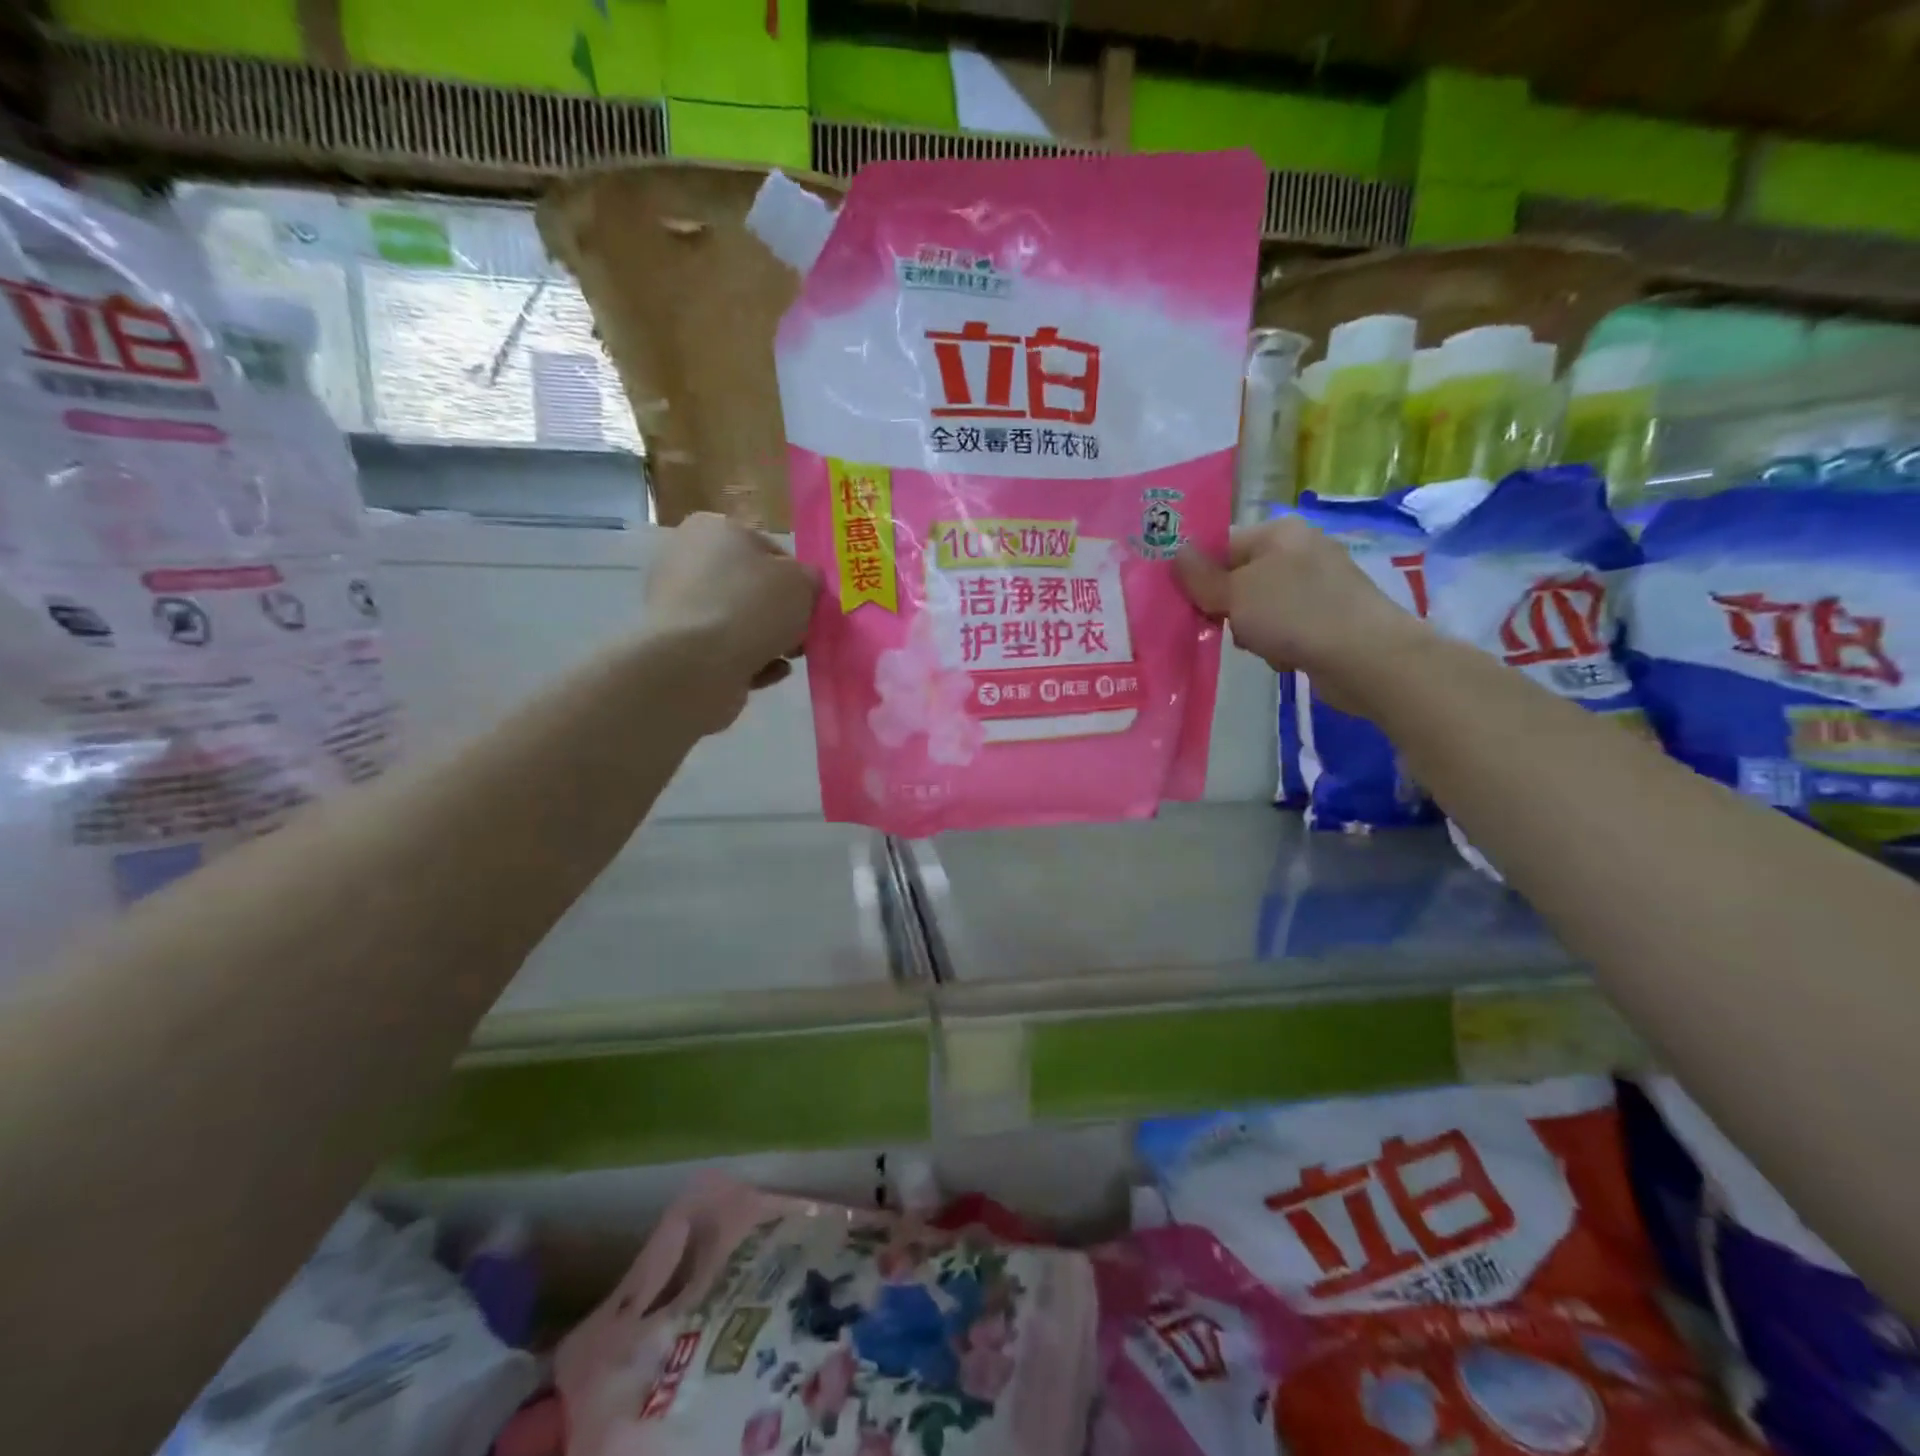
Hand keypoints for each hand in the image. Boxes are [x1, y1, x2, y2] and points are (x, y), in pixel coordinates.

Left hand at [646, 513, 821, 730]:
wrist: (696, 664)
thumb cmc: (751, 607)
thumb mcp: (802, 582)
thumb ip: (810, 579)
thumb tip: (806, 584)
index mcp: (714, 528)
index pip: (768, 549)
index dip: (796, 578)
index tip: (812, 605)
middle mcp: (687, 559)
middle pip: (750, 587)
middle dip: (780, 613)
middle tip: (804, 634)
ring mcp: (677, 604)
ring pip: (738, 620)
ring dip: (767, 639)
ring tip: (790, 657)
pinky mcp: (676, 644)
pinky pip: (723, 648)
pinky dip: (748, 659)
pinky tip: (769, 672)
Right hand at [1176, 516, 1428, 713]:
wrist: (1366, 657)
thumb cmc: (1294, 614)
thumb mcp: (1235, 594)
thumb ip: (1200, 577)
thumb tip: (1175, 554)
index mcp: (1279, 531)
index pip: (1222, 544)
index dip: (1200, 574)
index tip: (1188, 603)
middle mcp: (1301, 550)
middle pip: (1240, 578)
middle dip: (1228, 607)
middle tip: (1227, 627)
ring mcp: (1320, 584)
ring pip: (1260, 607)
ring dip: (1252, 630)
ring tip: (1264, 646)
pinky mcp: (1331, 616)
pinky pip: (1286, 627)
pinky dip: (1279, 643)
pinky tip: (1286, 656)